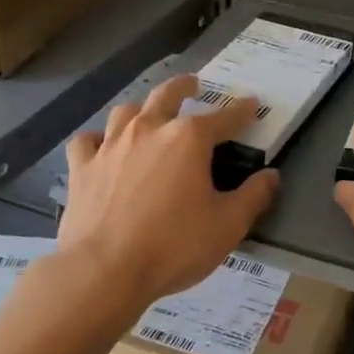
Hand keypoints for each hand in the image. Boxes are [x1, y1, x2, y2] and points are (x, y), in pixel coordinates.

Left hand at [59, 74, 279, 307]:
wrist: (104, 270)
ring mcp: (110, 146)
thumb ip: (253, 197)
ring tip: (148, 114)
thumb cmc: (174, 246)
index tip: (252, 104)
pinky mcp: (82, 167)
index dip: (241, 111)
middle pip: (167, 96)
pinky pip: (88, 141)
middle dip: (184, 87)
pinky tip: (102, 147)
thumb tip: (271, 176)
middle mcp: (148, 130)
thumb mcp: (228, 226)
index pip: (223, 118)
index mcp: (188, 139)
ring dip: (142, 108)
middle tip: (193, 84)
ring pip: (126, 111)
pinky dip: (99, 139)